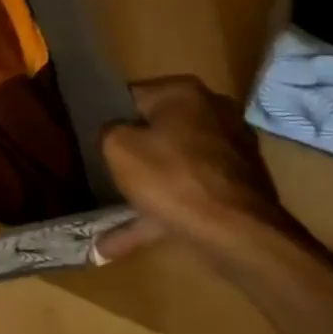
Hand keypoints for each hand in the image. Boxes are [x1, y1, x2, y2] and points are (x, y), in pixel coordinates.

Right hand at [98, 75, 286, 261]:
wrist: (237, 233)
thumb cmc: (170, 178)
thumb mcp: (117, 147)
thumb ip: (107, 130)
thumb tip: (114, 133)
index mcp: (184, 92)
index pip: (132, 96)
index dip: (107, 116)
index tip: (93, 137)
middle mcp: (213, 111)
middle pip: (156, 129)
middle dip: (132, 151)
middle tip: (104, 169)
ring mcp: (231, 149)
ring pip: (174, 165)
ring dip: (145, 187)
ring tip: (110, 212)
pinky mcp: (239, 184)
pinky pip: (187, 192)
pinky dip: (159, 210)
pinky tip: (119, 241)